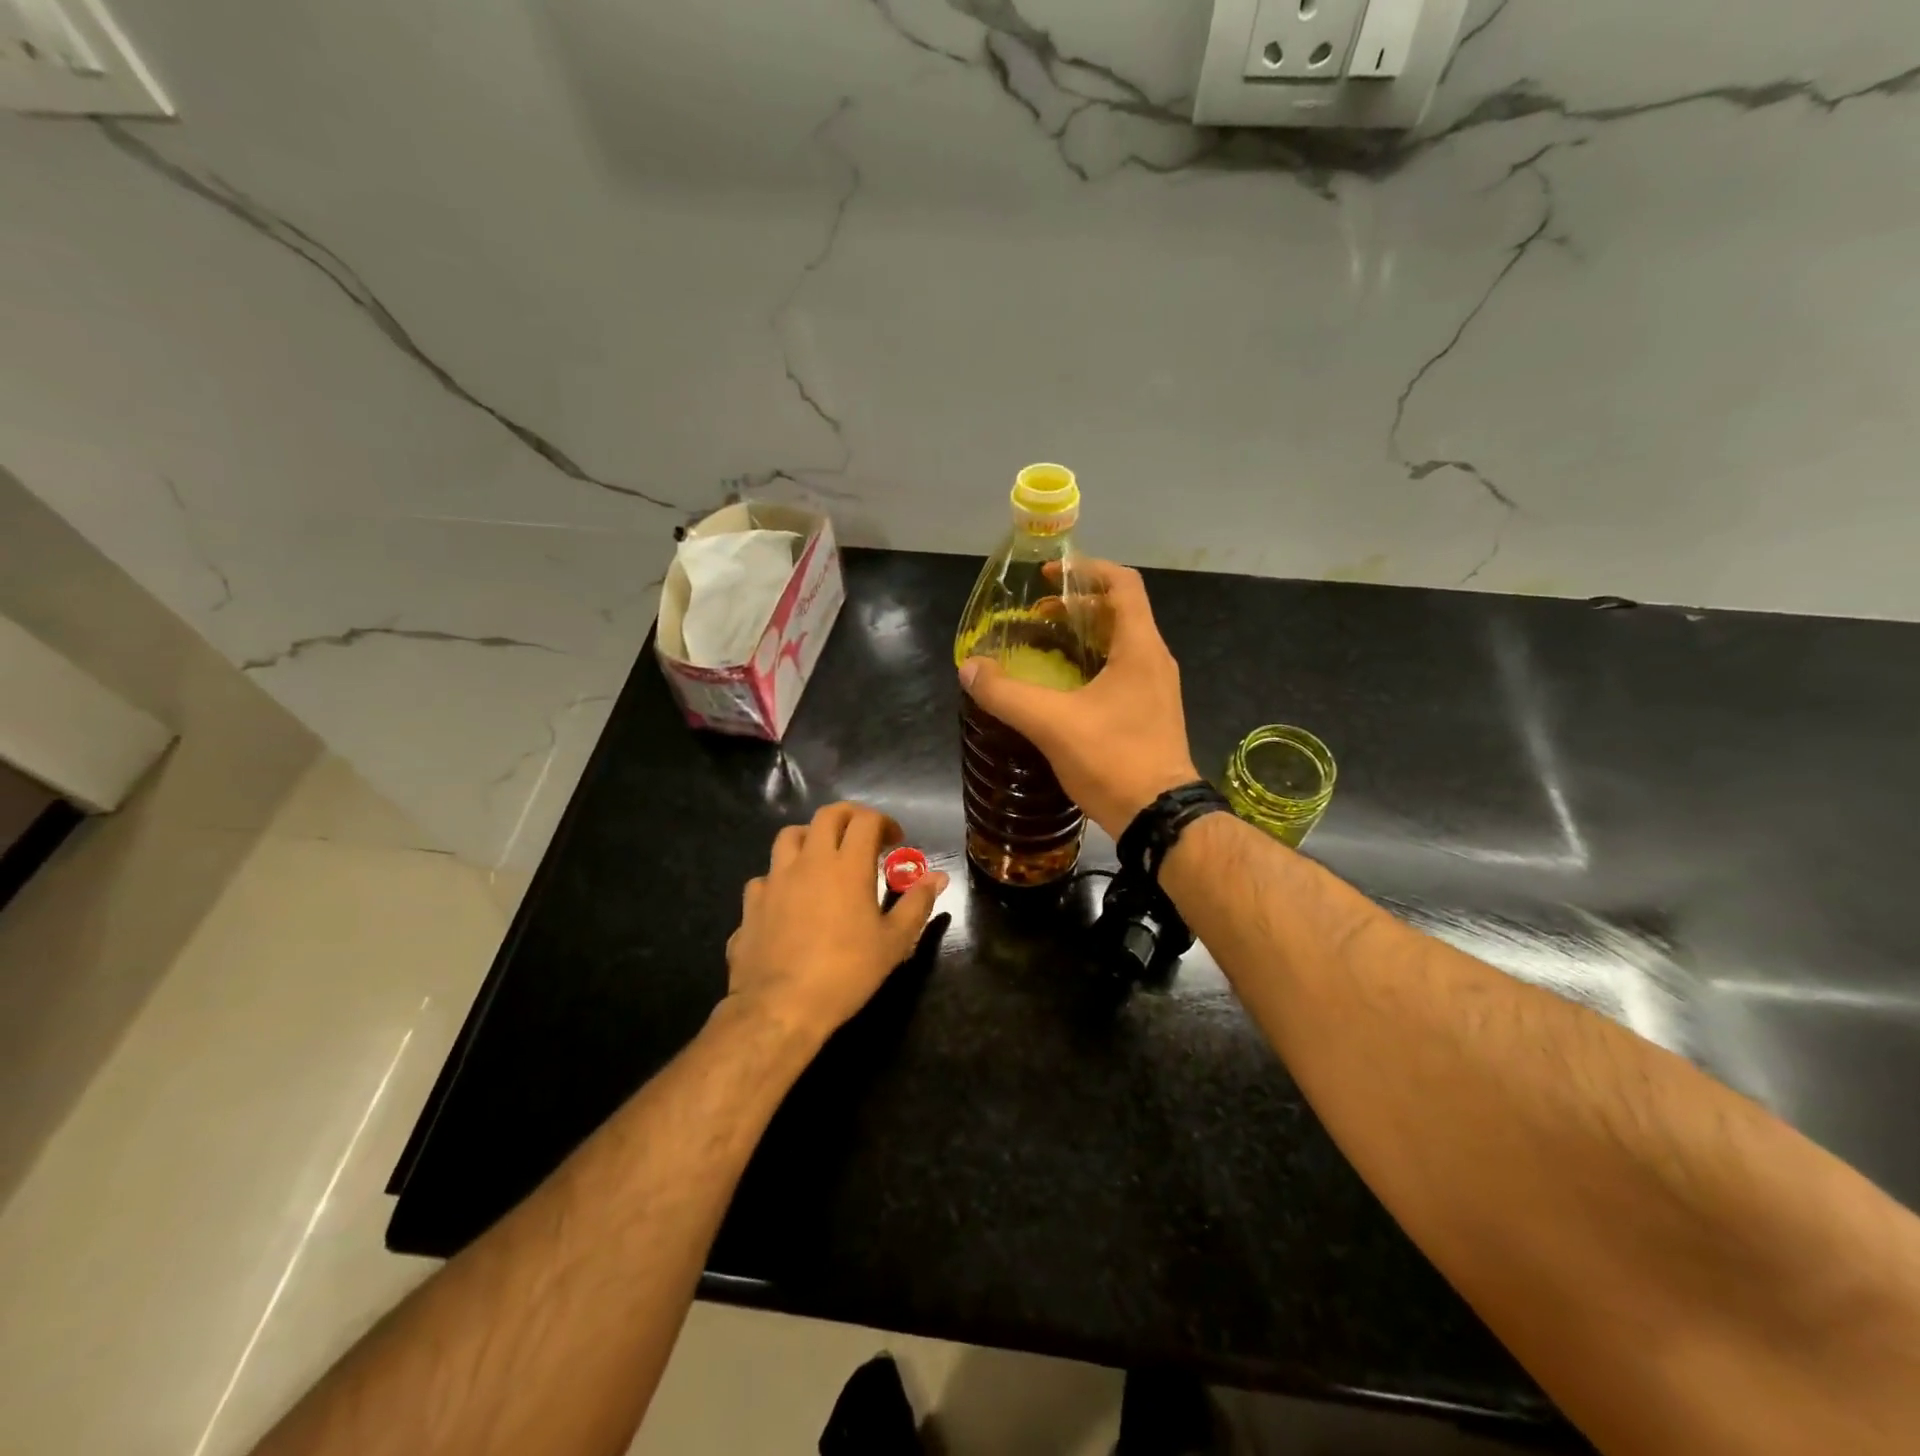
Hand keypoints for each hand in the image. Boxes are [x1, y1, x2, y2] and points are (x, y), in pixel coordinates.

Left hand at [724, 802, 948, 1044]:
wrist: (780, 1006)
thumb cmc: (847, 972)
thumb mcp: (894, 942)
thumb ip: (917, 904)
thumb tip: (938, 877)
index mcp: (848, 866)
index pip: (866, 820)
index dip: (884, 823)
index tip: (896, 841)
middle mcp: (810, 861)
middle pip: (827, 815)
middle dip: (849, 817)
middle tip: (863, 836)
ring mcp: (775, 879)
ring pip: (790, 836)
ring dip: (812, 837)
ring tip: (824, 857)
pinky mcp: (751, 902)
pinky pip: (766, 875)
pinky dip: (782, 877)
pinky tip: (790, 897)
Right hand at [959, 559, 1198, 839]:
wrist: (1158, 816)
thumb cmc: (1112, 759)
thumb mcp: (1051, 723)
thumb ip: (1006, 694)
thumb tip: (969, 668)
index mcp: (1139, 648)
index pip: (1122, 584)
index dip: (1086, 570)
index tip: (1050, 576)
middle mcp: (1154, 660)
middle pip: (1118, 612)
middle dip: (1076, 606)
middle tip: (1037, 616)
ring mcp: (1156, 689)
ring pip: (1121, 644)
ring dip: (1084, 637)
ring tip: (1045, 646)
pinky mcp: (1151, 714)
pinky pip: (1122, 671)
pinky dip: (1092, 664)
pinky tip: (1064, 688)